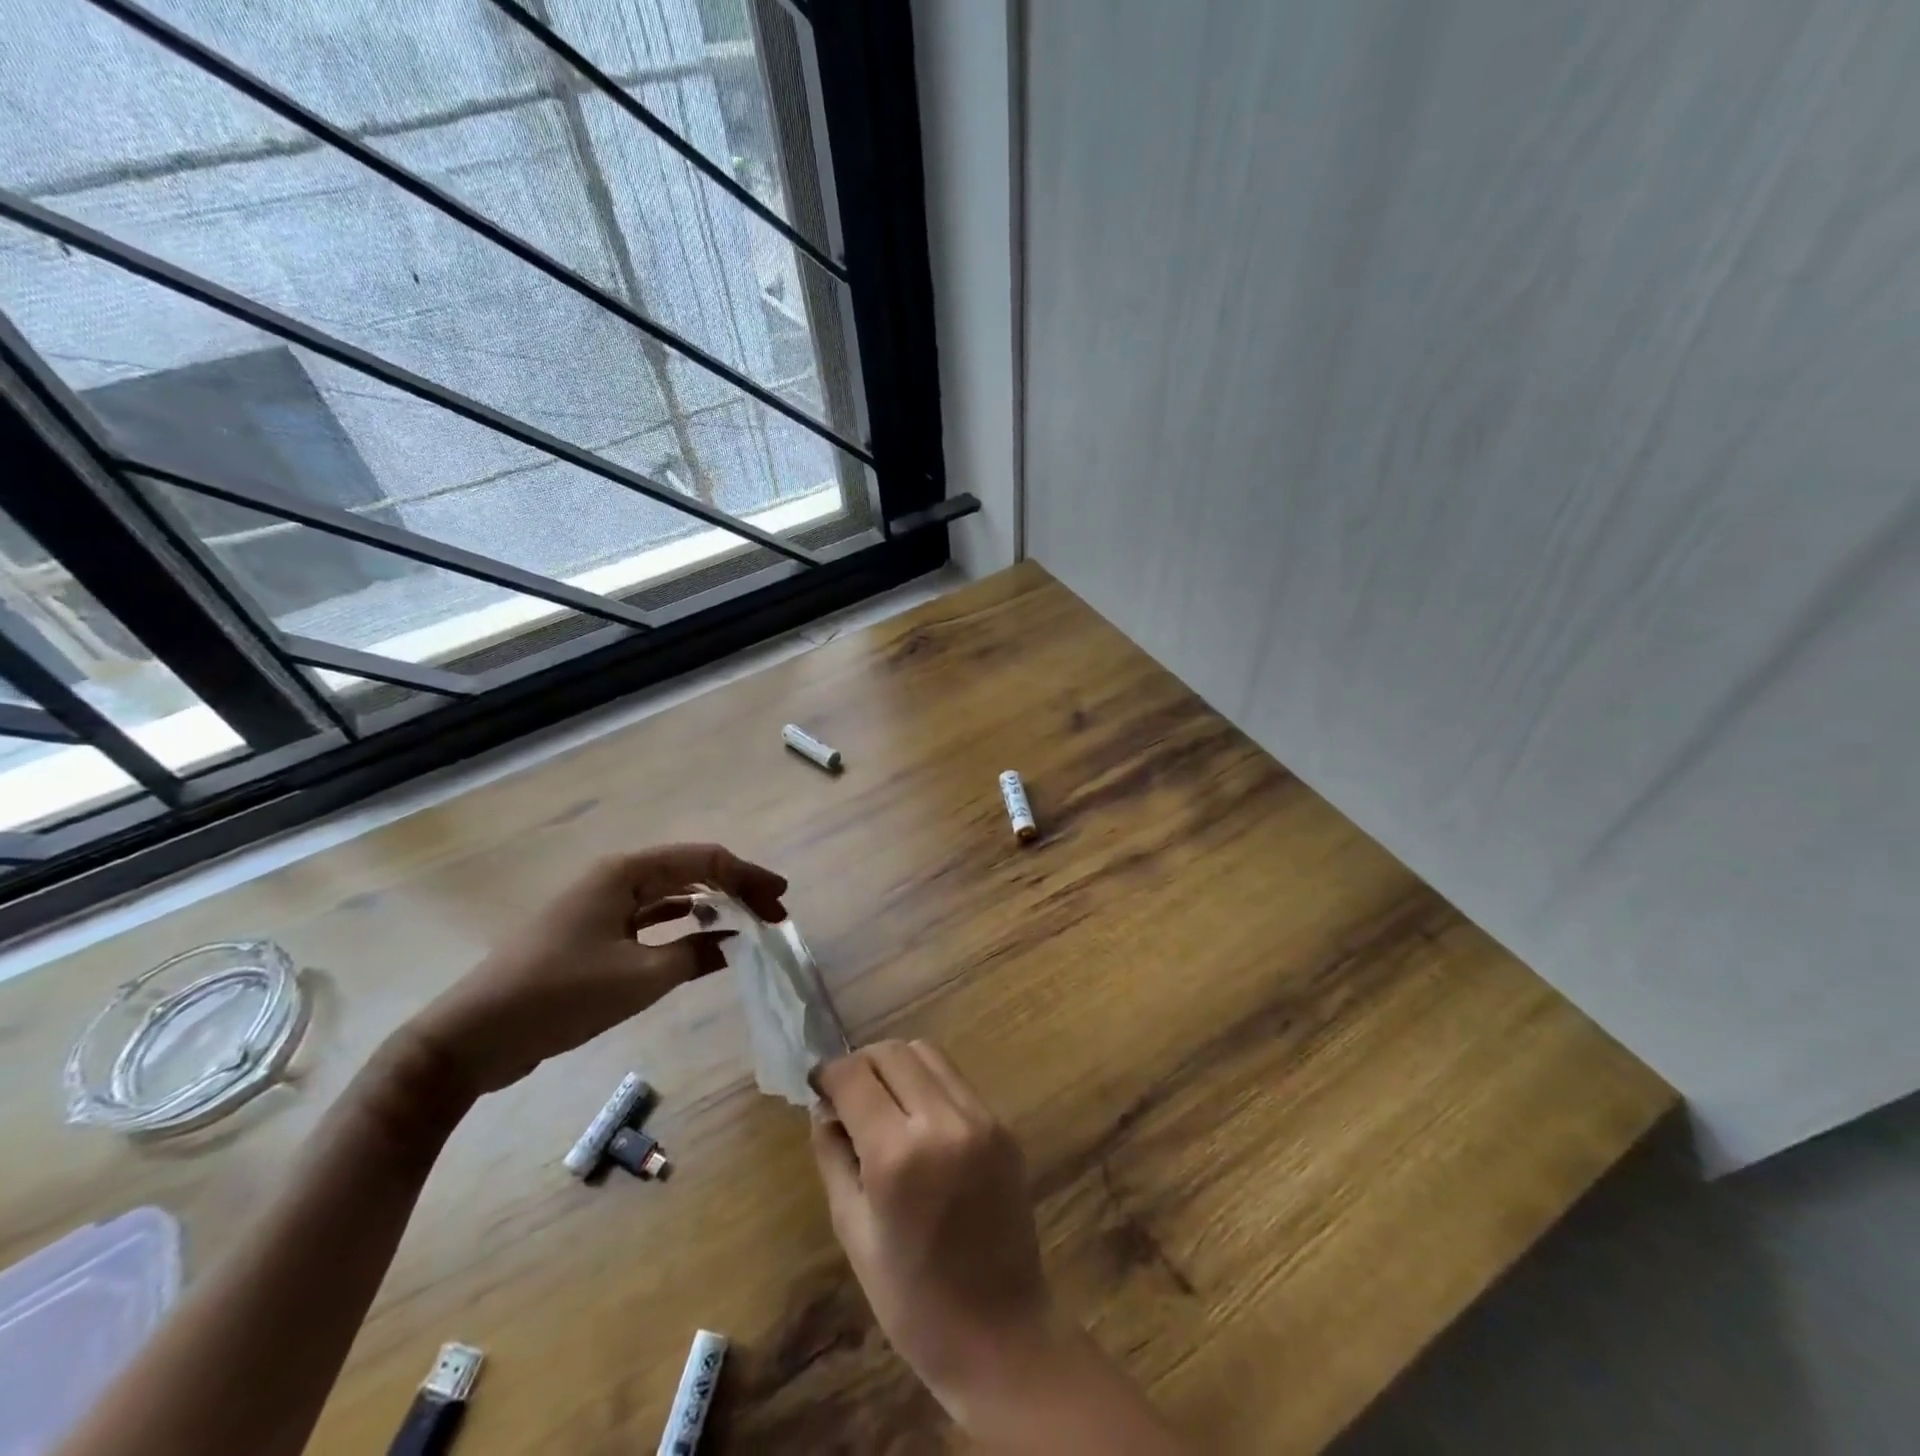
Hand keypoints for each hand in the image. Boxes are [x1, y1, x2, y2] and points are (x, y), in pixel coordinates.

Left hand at [410, 844, 786, 1096]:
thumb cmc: (560, 997)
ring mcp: (601, 904)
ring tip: (748, 924)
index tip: (781, 899)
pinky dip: (683, 924)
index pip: (705, 861)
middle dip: (736, 889)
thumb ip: (696, 954)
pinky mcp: (593, 932)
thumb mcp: (640, 979)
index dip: (749, 876)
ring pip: (672, 893)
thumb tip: (735, 942)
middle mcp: (616, 878)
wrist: (471, 1038)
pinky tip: (705, 938)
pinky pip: (651, 917)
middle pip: (691, 872)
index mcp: (626, 873)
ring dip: (712, 906)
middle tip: (772, 914)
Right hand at [811, 1041, 1054, 1421]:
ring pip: (928, 1053)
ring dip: (896, 1065)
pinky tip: (918, 1119)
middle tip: (846, 1094)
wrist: (1000, 1334)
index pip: (855, 1076)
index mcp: (898, 1155)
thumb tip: (824, 1107)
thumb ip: (834, 1156)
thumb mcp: (853, 1231)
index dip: (828, 1073)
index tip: (816, 1085)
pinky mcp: (1003, 1125)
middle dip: (861, 1063)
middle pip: (893, 1052)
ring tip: (882, 1101)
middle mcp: (943, 1121)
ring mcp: (981, 1119)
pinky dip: (928, 1083)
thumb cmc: (912, 1300)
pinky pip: (955, 1081)